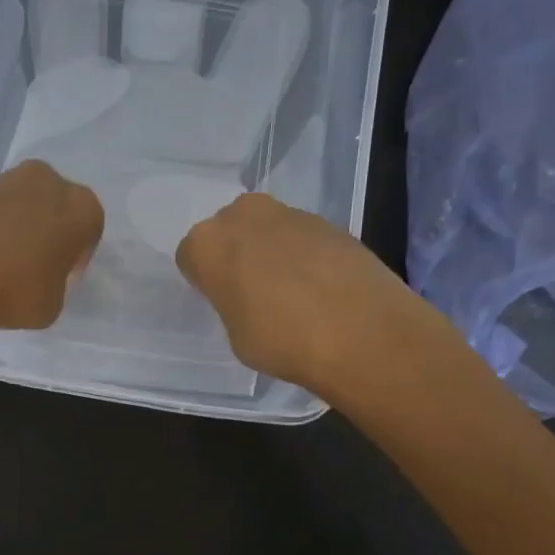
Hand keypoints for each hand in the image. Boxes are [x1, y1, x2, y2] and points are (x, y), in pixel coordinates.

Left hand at [0, 160, 103, 335]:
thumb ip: (54, 283)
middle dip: (46, 230)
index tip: (61, 275)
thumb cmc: (13, 290)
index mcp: (80, 206)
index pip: (89, 228)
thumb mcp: (52, 305)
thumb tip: (38, 276)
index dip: (76, 254)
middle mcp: (45, 181)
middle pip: (53, 205)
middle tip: (32, 265)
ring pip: (18, 204)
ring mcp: (1, 180)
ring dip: (13, 227)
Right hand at [177, 193, 438, 393]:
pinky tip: (321, 288)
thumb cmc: (282, 341)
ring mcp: (289, 214)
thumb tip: (248, 295)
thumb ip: (231, 302)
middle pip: (229, 231)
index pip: (191, 255)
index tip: (221, 300)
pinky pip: (301, 237)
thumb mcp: (235, 333)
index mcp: (207, 243)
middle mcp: (243, 216)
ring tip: (292, 292)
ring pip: (266, 230)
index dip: (205, 279)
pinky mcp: (329, 221)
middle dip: (237, 254)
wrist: (363, 333)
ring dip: (271, 252)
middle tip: (252, 291)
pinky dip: (305, 255)